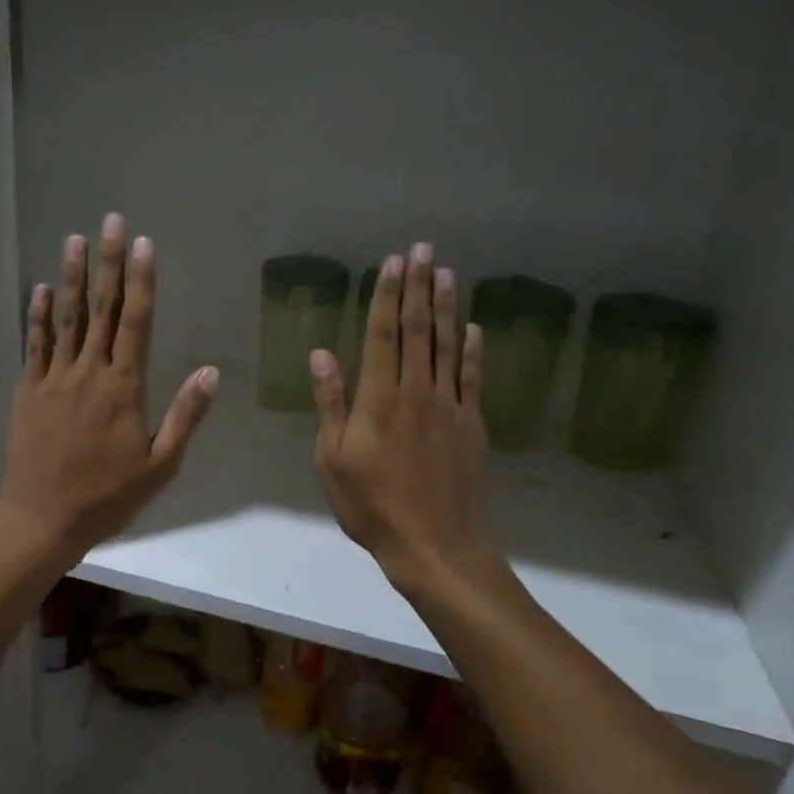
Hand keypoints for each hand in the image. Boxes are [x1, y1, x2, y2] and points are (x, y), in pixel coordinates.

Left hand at [0, 213, 218, 568]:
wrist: (42, 518)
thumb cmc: (107, 496)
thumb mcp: (160, 466)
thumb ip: (185, 416)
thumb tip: (211, 372)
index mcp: (124, 388)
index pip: (136, 322)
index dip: (141, 280)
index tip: (144, 244)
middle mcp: (88, 372)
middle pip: (102, 309)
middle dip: (110, 262)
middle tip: (113, 221)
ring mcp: (54, 378)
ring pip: (67, 318)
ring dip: (73, 276)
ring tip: (76, 239)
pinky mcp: (29, 390)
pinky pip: (35, 344)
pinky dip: (39, 315)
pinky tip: (42, 288)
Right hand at [311, 244, 500, 596]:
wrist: (434, 543)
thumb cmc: (371, 504)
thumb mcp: (332, 458)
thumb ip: (331, 403)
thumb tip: (321, 354)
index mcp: (379, 398)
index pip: (384, 335)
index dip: (388, 296)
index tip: (393, 263)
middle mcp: (417, 391)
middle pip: (419, 330)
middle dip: (419, 287)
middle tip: (424, 249)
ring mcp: (450, 406)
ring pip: (448, 346)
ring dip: (446, 307)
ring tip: (447, 273)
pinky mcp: (472, 425)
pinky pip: (472, 378)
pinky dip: (472, 350)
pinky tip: (472, 328)